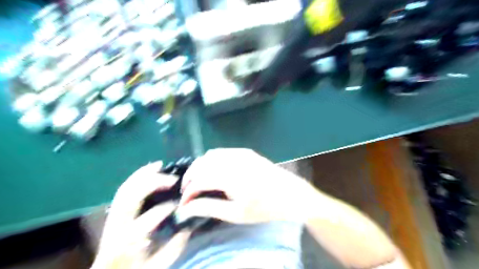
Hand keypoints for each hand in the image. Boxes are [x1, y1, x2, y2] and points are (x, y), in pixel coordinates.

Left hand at [91, 162, 190, 268]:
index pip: (145, 222)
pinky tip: (148, 170)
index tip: (181, 205)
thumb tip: (189, 224)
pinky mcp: (114, 211)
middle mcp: (116, 226)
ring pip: (125, 189)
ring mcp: (112, 216)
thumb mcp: (159, 264)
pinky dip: (136, 177)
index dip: (165, 209)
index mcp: (128, 243)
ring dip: (143, 174)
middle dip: (152, 183)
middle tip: (173, 179)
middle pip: (130, 197)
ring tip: (160, 165)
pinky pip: (124, 189)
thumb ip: (176, 245)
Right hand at [177, 148, 318, 223]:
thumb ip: (209, 208)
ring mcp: (240, 152)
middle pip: (201, 163)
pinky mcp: (246, 151)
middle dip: (190, 177)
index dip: (188, 192)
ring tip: (199, 182)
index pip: (200, 180)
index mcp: (231, 177)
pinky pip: (222, 152)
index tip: (184, 203)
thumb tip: (187, 208)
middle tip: (189, 192)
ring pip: (210, 155)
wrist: (290, 194)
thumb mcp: (236, 213)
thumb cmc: (264, 207)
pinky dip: (211, 160)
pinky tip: (214, 171)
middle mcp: (233, 160)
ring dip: (200, 167)